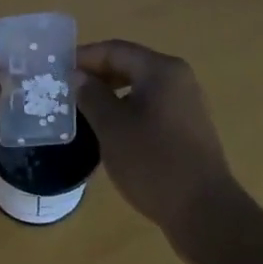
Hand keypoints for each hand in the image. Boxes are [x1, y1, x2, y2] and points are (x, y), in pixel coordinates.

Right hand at [75, 39, 238, 243]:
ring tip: (83, 107)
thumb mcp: (112, 127)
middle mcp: (178, 78)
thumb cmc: (154, 163)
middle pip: (129, 64)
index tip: (57, 69)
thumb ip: (91, 95)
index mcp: (161, 70)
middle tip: (66, 88)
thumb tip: (78, 76)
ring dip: (110, 92)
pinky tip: (110, 128)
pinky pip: (151, 105)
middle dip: (96, 74)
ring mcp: (186, 104)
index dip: (84, 57)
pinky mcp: (188, 128)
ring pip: (139, 86)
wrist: (205, 213)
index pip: (114, 50)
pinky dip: (127, 108)